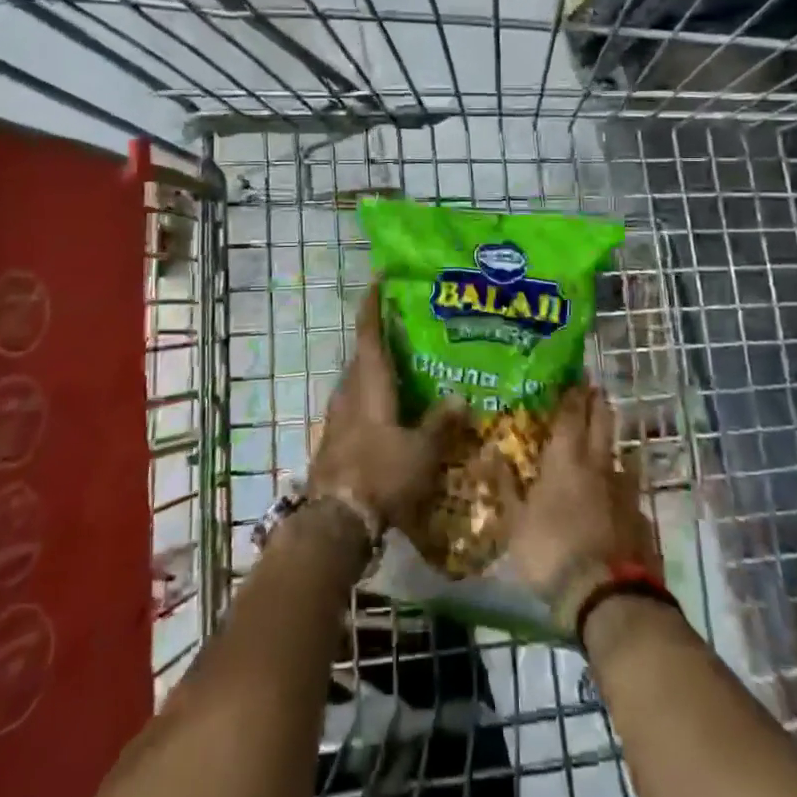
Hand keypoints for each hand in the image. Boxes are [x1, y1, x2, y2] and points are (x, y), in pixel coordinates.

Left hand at [310, 286, 469, 532]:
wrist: (336, 520)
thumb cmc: (381, 474)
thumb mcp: (421, 451)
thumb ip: (441, 423)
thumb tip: (461, 397)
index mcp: (369, 383)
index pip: (369, 332)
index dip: (373, 303)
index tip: (379, 277)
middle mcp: (349, 391)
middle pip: (364, 354)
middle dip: (383, 338)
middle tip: (411, 329)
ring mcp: (339, 415)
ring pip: (360, 380)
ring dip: (379, 370)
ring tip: (409, 369)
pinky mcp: (336, 438)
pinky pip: (357, 404)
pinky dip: (375, 396)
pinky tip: (395, 411)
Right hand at [505, 387, 660, 610]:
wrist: (609, 599)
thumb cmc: (552, 551)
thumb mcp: (515, 522)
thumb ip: (505, 485)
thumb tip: (491, 453)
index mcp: (566, 460)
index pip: (570, 414)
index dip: (572, 393)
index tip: (575, 375)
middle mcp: (599, 466)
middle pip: (602, 424)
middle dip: (598, 405)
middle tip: (595, 390)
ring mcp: (626, 493)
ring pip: (621, 457)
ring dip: (614, 444)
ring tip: (610, 441)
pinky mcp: (642, 520)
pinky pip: (632, 494)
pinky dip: (624, 488)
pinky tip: (622, 497)